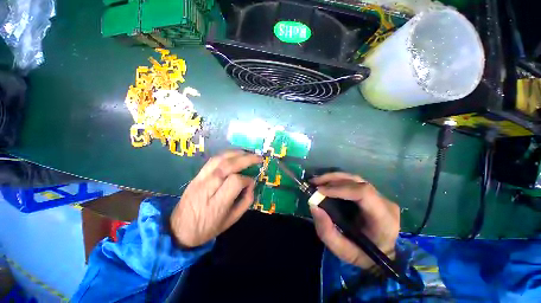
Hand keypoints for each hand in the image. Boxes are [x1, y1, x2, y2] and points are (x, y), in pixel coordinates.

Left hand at [170, 151, 261, 247]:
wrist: (179, 230)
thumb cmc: (208, 228)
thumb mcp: (231, 220)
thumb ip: (245, 201)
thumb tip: (251, 184)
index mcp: (217, 204)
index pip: (235, 182)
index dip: (247, 179)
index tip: (252, 182)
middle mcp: (207, 188)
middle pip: (227, 166)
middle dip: (246, 159)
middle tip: (258, 158)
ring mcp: (199, 179)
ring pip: (219, 159)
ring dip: (236, 153)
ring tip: (248, 153)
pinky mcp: (196, 175)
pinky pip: (212, 160)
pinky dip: (226, 154)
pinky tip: (235, 155)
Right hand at [309, 172, 399, 268]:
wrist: (379, 255)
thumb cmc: (362, 255)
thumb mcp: (341, 250)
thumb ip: (326, 230)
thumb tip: (313, 206)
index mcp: (384, 219)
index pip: (363, 193)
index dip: (339, 188)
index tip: (320, 191)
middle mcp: (385, 203)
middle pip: (357, 182)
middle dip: (332, 179)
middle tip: (314, 182)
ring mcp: (380, 197)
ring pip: (354, 179)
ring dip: (333, 178)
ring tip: (316, 181)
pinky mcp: (373, 194)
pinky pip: (353, 182)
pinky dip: (337, 181)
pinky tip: (325, 183)